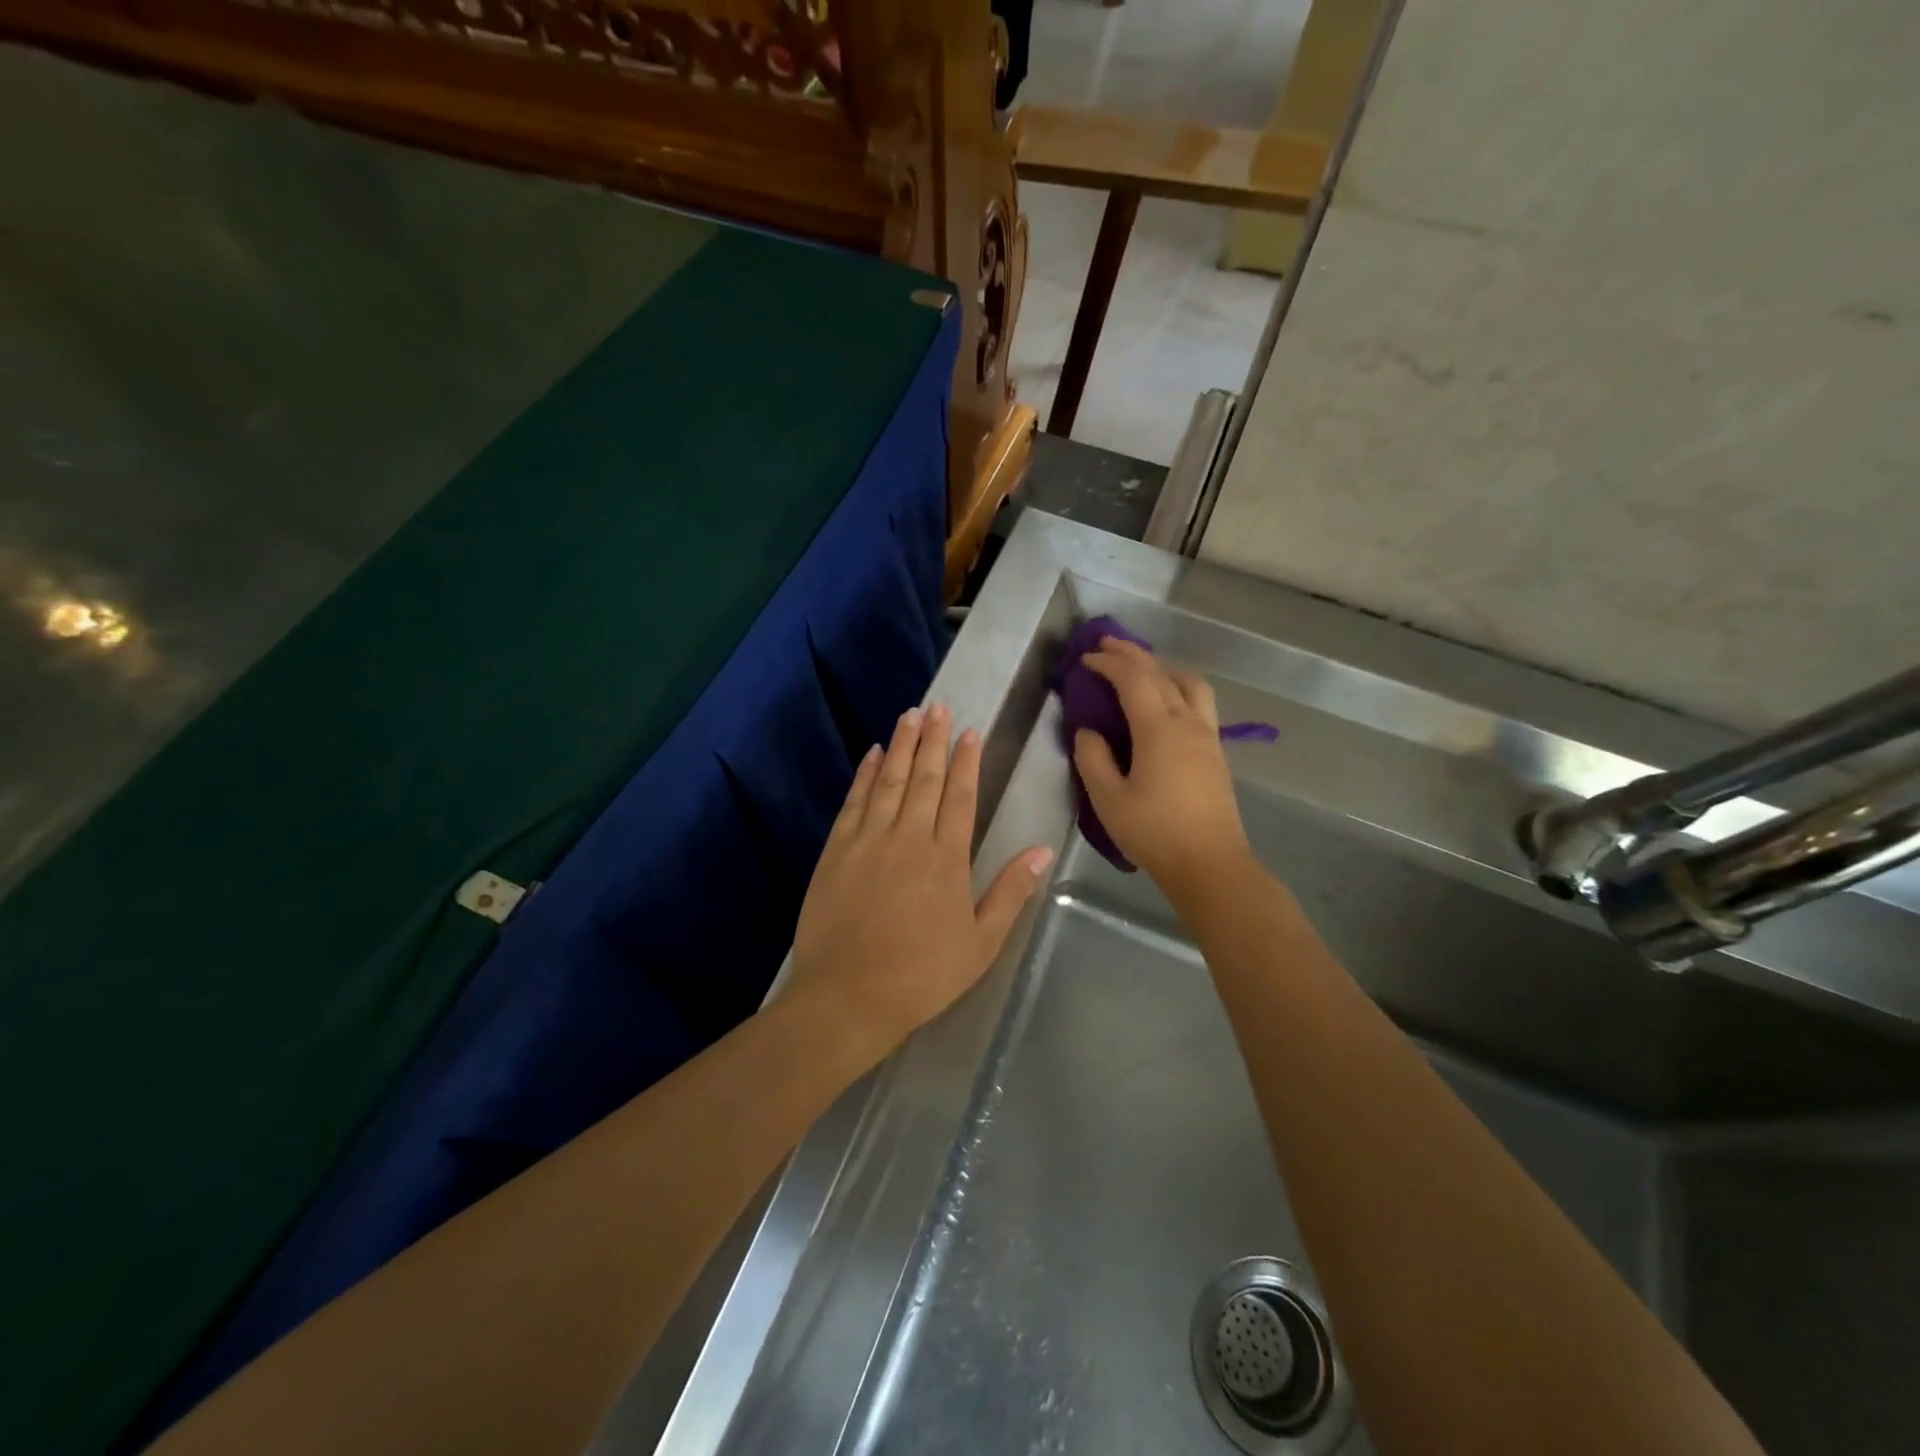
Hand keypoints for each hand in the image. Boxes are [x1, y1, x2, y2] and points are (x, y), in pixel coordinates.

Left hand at [789, 703, 1052, 1056]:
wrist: (848, 996)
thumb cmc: (921, 975)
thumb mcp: (980, 943)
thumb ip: (1009, 893)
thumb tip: (1040, 851)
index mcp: (946, 859)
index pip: (959, 796)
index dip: (965, 762)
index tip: (969, 732)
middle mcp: (908, 838)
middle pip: (923, 778)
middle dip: (933, 740)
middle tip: (938, 706)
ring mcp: (868, 841)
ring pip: (889, 781)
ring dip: (900, 746)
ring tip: (910, 716)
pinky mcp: (836, 851)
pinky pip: (854, 802)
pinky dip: (865, 775)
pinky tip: (872, 755)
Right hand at [1072, 637, 1253, 900]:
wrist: (1209, 864)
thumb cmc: (1154, 832)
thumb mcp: (1108, 799)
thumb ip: (1092, 759)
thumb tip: (1088, 731)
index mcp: (1159, 729)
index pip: (1133, 680)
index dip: (1108, 664)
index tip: (1085, 659)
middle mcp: (1188, 722)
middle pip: (1162, 673)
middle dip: (1133, 654)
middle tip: (1107, 645)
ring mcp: (1207, 736)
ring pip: (1190, 683)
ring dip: (1163, 667)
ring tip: (1142, 668)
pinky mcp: (1216, 752)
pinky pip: (1199, 702)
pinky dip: (1178, 687)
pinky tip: (1166, 702)